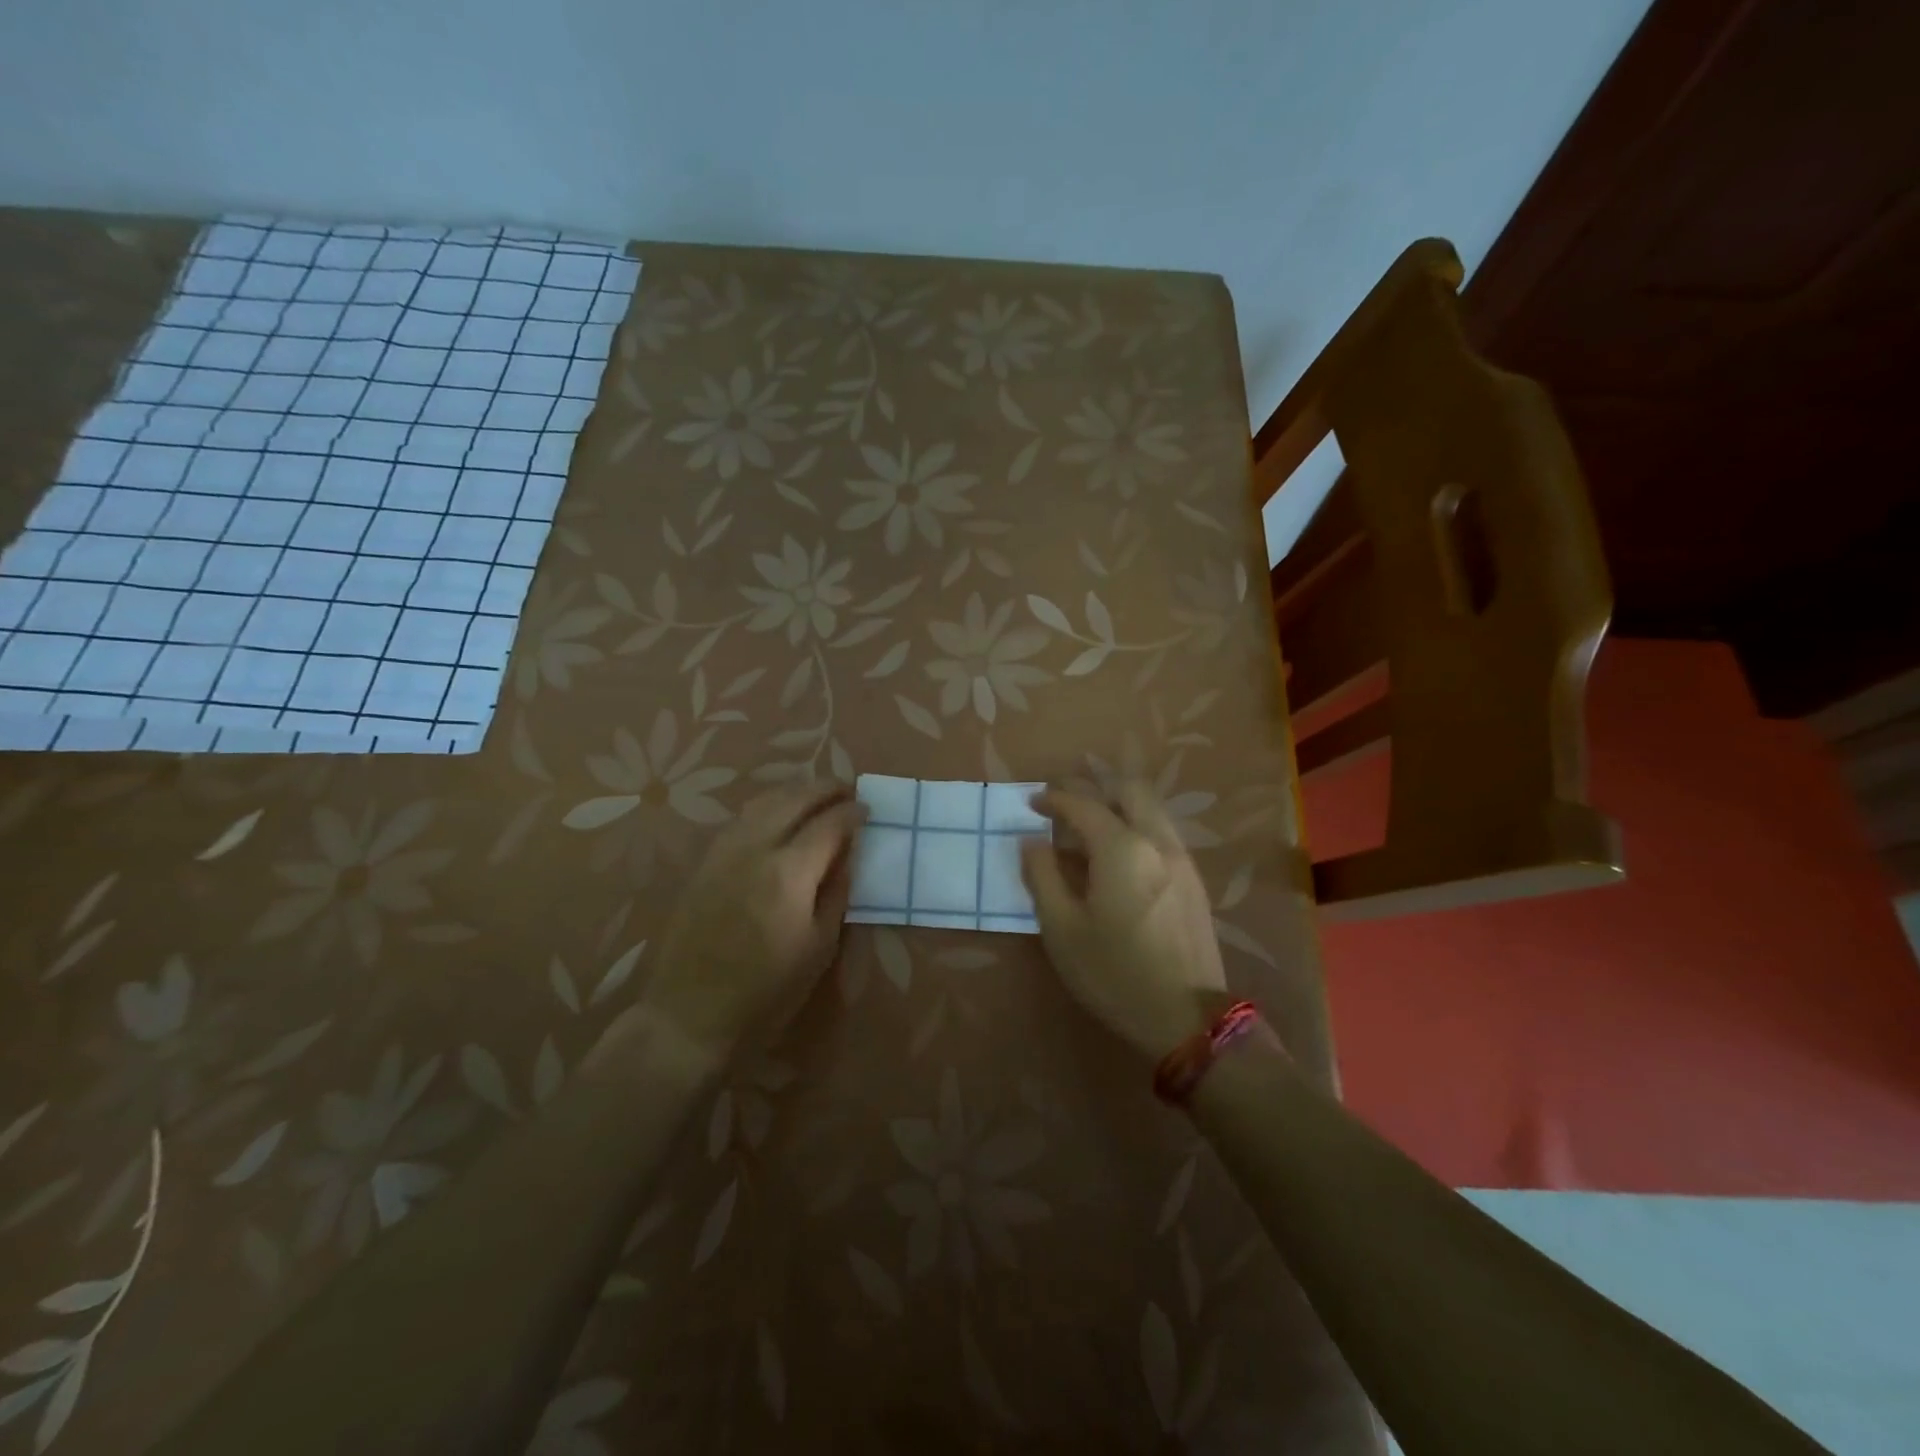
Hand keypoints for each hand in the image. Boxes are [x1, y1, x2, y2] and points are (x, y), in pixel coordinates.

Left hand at [585, 782, 866, 1081]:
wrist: (689, 1015)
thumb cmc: (766, 992)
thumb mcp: (819, 948)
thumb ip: (836, 894)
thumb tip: (847, 856)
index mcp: (788, 872)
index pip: (828, 824)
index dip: (852, 812)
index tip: (868, 809)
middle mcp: (754, 848)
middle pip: (793, 799)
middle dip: (824, 789)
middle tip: (846, 790)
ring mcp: (723, 852)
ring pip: (762, 802)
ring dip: (794, 792)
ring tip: (815, 797)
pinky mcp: (704, 863)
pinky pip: (741, 819)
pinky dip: (767, 807)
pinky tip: (777, 818)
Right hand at [1021, 780, 1226, 1064]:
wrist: (1186, 1017)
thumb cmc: (1114, 973)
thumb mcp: (1061, 929)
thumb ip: (1042, 876)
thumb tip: (1032, 841)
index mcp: (1122, 848)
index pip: (1084, 805)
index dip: (1054, 798)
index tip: (1032, 802)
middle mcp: (1157, 841)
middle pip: (1128, 790)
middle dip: (1093, 789)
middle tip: (1064, 806)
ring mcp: (1182, 858)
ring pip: (1150, 809)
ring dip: (1117, 806)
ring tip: (1088, 831)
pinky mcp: (1193, 880)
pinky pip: (1162, 833)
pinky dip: (1136, 827)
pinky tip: (1117, 858)